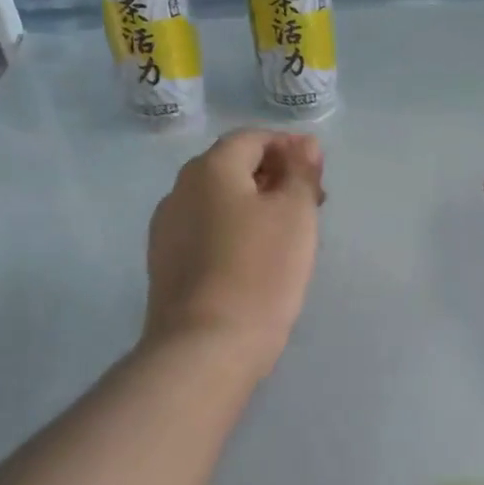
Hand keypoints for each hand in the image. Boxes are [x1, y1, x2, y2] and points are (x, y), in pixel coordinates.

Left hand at [143, 130, 324, 379]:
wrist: (206, 346)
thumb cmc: (261, 269)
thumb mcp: (296, 212)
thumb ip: (302, 171)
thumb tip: (305, 143)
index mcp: (211, 169)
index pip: (252, 138)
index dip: (289, 147)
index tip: (318, 173)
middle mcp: (180, 190)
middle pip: (233, 166)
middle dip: (274, 175)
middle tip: (311, 202)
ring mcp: (167, 228)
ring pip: (219, 200)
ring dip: (255, 203)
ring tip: (289, 232)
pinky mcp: (165, 263)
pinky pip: (206, 230)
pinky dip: (235, 229)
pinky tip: (257, 257)